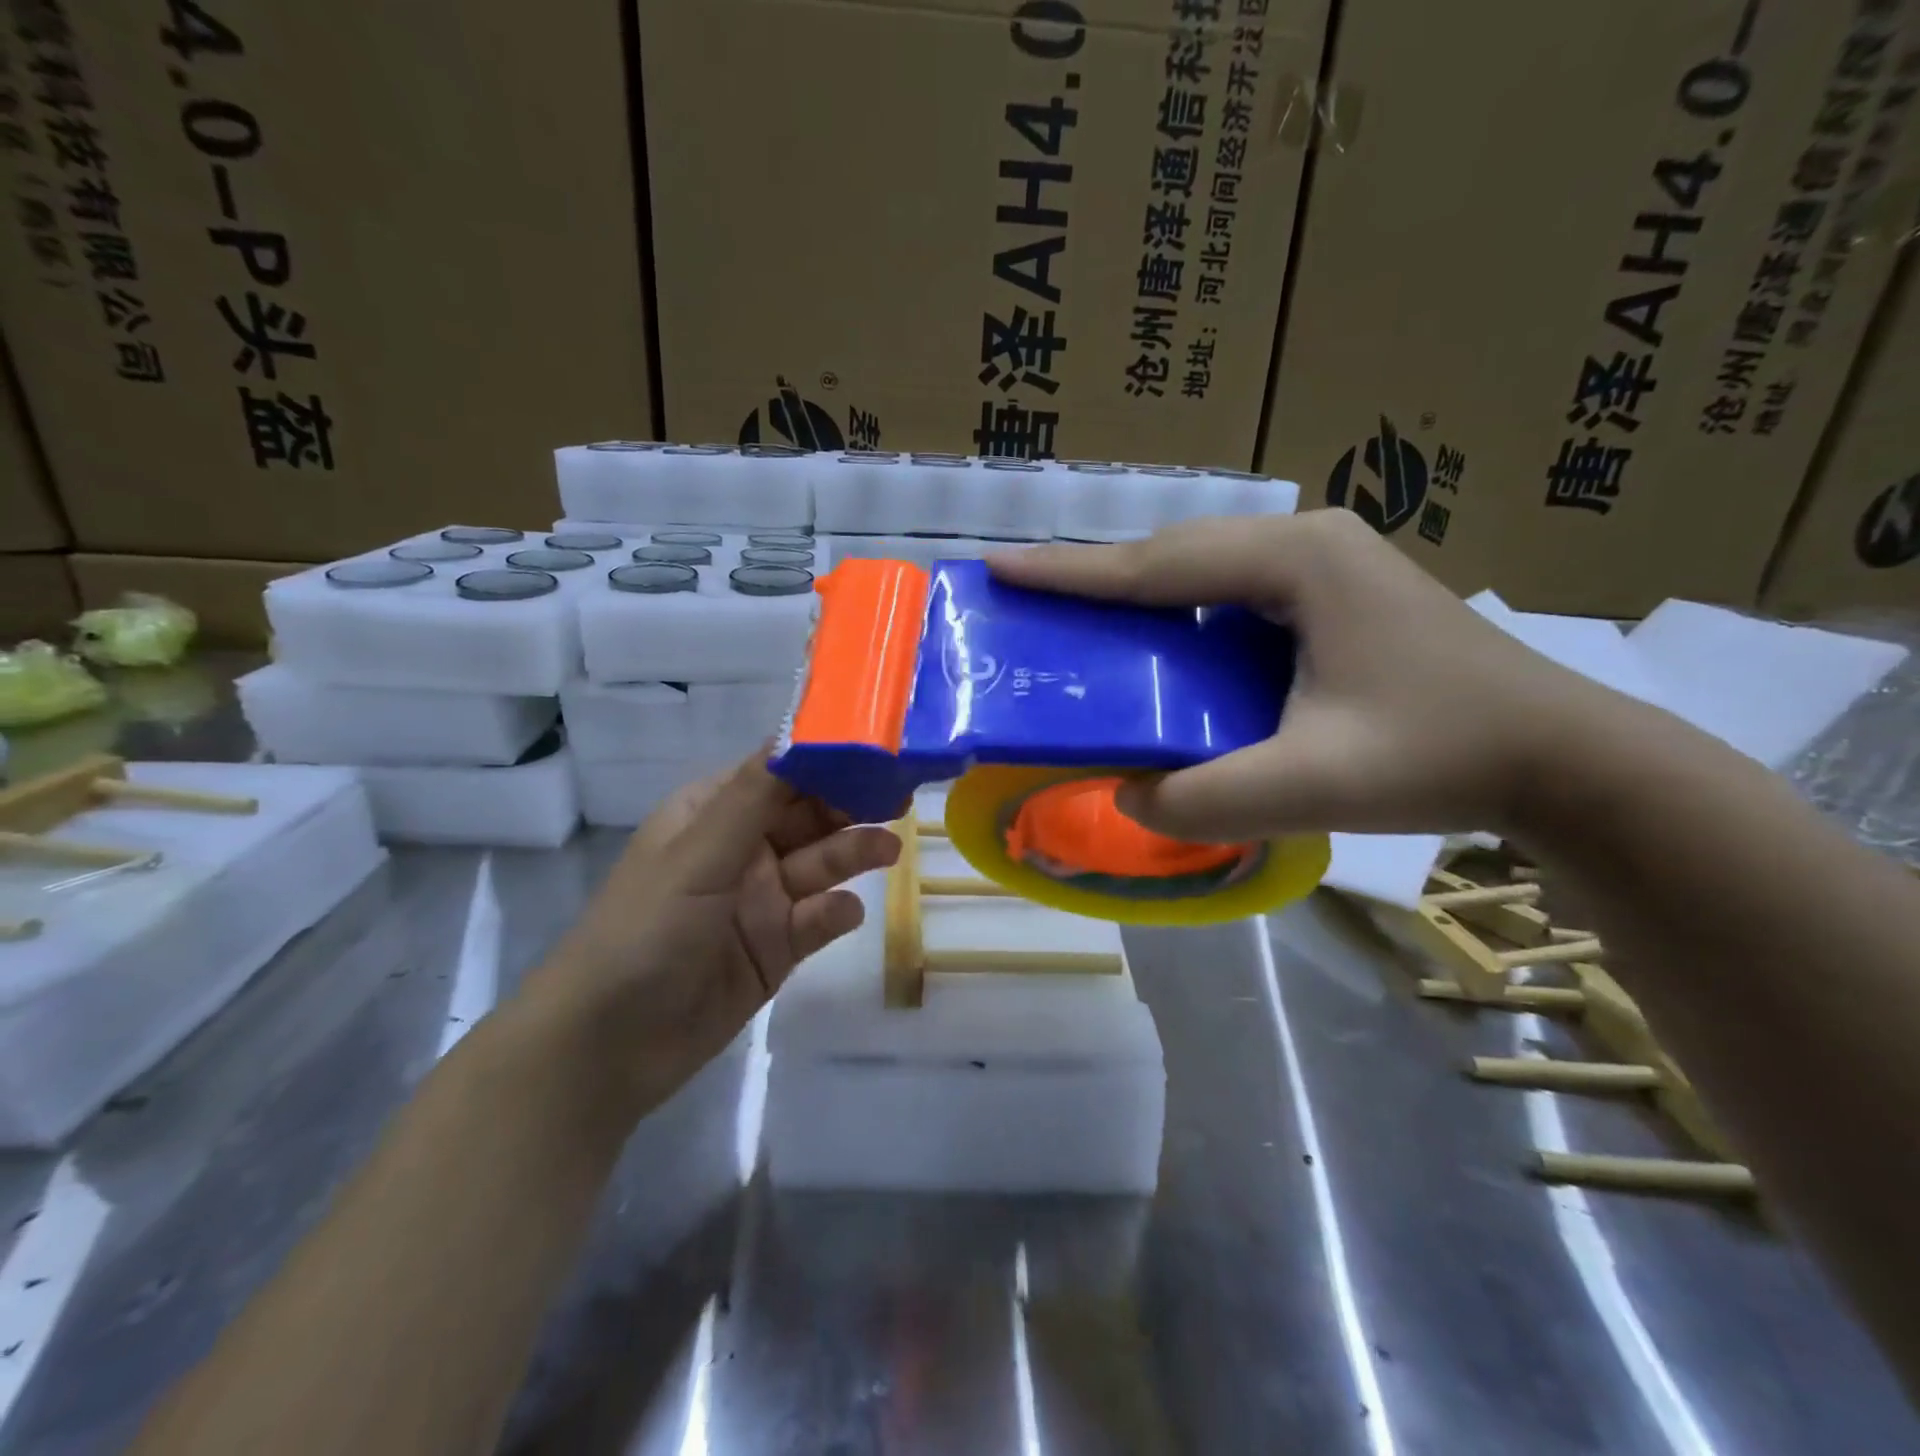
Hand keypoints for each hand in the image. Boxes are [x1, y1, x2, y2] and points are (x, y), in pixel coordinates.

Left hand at [527, 754, 898, 1114]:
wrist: (607, 1047)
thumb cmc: (646, 931)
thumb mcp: (698, 856)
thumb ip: (754, 798)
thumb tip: (798, 729)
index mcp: (711, 816)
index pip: (776, 772)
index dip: (822, 758)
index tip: (873, 747)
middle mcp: (739, 850)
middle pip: (806, 816)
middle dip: (848, 805)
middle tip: (899, 797)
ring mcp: (758, 901)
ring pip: (817, 865)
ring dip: (851, 854)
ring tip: (889, 850)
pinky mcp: (774, 949)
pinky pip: (815, 920)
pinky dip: (834, 913)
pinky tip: (845, 913)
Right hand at [991, 509, 1626, 840]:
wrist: (1563, 757)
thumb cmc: (1441, 755)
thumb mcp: (1311, 786)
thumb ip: (1203, 799)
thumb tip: (1125, 798)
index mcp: (1297, 562)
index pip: (1158, 564)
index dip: (1073, 572)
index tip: (1002, 569)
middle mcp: (1307, 542)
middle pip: (1176, 554)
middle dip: (1098, 577)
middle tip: (1031, 598)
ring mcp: (1327, 562)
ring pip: (1204, 571)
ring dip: (1140, 593)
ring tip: (1083, 621)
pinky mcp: (1337, 593)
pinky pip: (1234, 594)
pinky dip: (1183, 615)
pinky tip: (1163, 646)